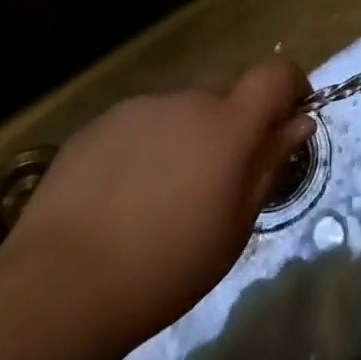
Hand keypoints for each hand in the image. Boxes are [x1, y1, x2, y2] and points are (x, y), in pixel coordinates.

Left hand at [0, 60, 313, 348]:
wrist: (61, 285)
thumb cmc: (166, 266)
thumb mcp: (235, 225)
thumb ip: (269, 164)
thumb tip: (299, 123)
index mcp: (228, 123)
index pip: (275, 73)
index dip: (291, 86)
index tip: (290, 117)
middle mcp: (187, 100)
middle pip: (226, 89)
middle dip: (235, 118)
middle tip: (222, 173)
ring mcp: (139, 108)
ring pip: (180, 108)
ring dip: (188, 133)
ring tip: (164, 192)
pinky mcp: (98, 124)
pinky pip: (141, 122)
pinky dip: (147, 144)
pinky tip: (124, 194)